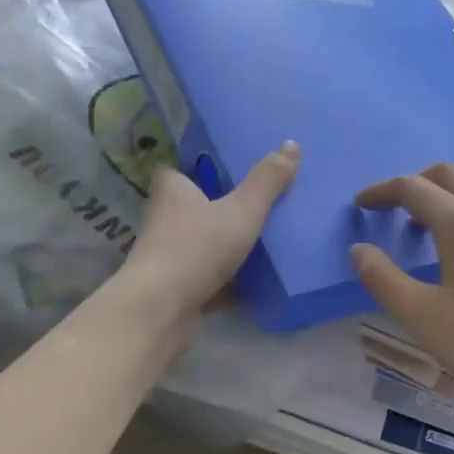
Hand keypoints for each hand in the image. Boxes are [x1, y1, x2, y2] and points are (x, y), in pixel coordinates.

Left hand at [122, 141, 300, 322]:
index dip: (195, 168)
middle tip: (252, 203)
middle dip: (215, 207)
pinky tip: (253, 283)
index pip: (176, 169)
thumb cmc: (197, 249)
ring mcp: (167, 257)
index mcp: (172, 191)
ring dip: (221, 245)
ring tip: (259, 240)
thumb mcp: (241, 211)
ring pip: (198, 244)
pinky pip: (205, 278)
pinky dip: (225, 281)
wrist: (161, 310)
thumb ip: (266, 182)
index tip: (223, 168)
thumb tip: (291, 143)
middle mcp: (163, 220)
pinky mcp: (174, 289)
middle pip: (190, 207)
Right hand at [351, 163, 453, 427]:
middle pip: (449, 175)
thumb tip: (359, 250)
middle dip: (414, 183)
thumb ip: (383, 279)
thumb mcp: (421, 316)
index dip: (381, 192)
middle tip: (391, 210)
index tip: (359, 205)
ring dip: (448, 192)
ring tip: (428, 223)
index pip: (413, 188)